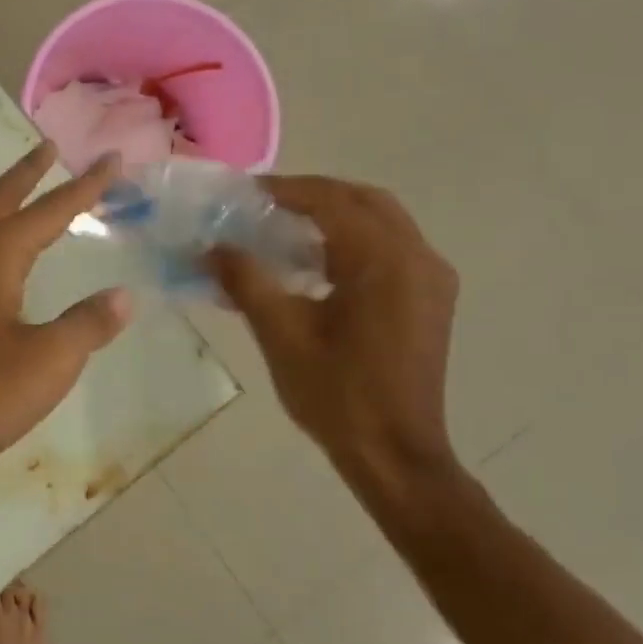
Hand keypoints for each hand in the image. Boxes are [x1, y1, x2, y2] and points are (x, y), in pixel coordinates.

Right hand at [211, 176, 460, 498]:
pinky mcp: (430, 300)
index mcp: (383, 261)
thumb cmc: (335, 394)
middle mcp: (417, 258)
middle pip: (364, 201)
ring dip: (334, 216)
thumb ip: (246, 280)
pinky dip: (352, 242)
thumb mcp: (280, 333)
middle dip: (314, 195)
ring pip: (381, 222)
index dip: (285, 190)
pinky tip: (315, 265)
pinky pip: (390, 249)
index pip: (332, 201)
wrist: (393, 453)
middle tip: (265, 204)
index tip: (244, 193)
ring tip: (283, 229)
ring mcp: (430, 279)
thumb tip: (211, 248)